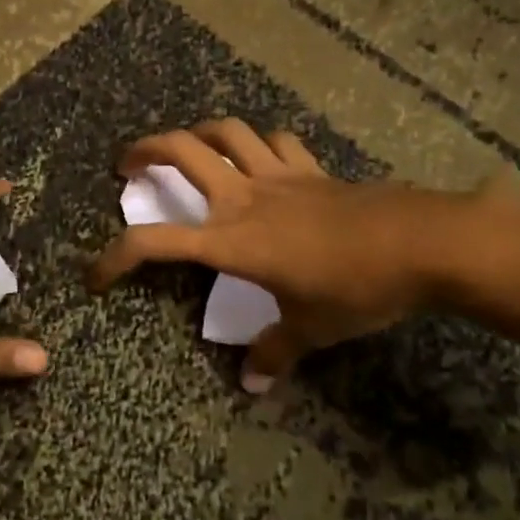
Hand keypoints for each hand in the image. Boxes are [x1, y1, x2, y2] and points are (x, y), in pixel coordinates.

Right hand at [88, 120, 468, 391]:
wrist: (423, 243)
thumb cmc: (356, 287)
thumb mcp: (311, 328)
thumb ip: (275, 353)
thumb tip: (253, 386)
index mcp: (231, 241)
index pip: (156, 243)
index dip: (116, 257)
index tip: (96, 276)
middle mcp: (244, 198)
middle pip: (182, 151)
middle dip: (145, 150)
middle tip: (127, 164)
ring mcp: (279, 176)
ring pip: (226, 132)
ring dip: (197, 133)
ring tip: (187, 146)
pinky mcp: (311, 169)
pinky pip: (275, 142)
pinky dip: (259, 144)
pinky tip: (259, 155)